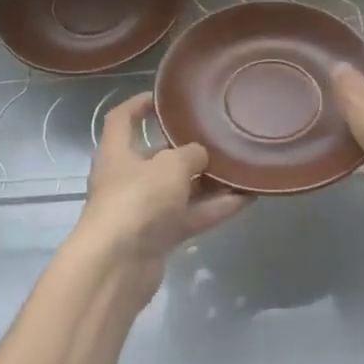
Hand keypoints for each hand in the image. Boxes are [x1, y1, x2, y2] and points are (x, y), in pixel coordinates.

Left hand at [75, 92, 251, 306]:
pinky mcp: (159, 237)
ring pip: (180, 190)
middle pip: (157, 157)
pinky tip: (247, 199)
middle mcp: (126, 179)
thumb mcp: (170, 166)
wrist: (118, 265)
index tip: (164, 98)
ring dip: (208, 182)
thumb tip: (201, 155)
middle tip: (217, 138)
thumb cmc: (137, 200)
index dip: (138, 105)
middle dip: (187, 150)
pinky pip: (191, 216)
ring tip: (241, 168)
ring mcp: (143, 210)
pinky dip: (215, 208)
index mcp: (116, 153)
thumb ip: (190, 154)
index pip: (121, 119)